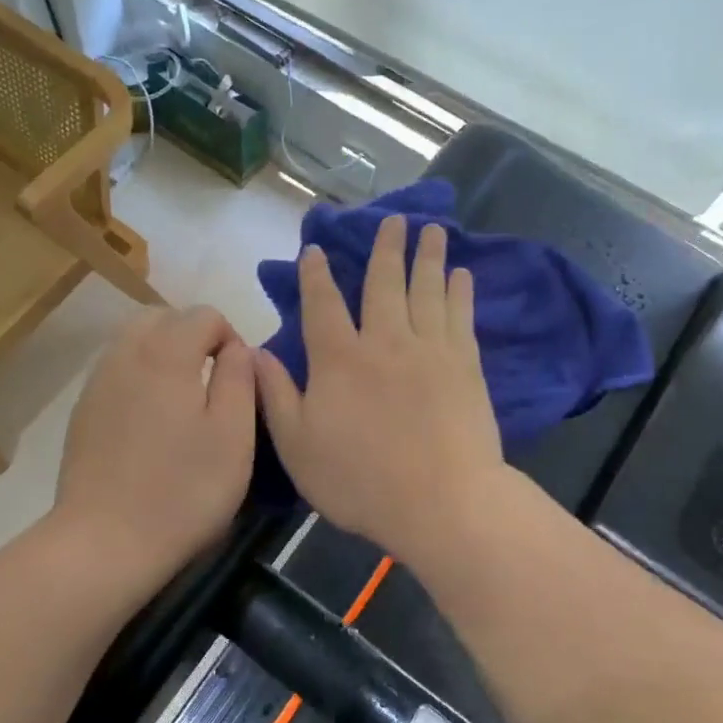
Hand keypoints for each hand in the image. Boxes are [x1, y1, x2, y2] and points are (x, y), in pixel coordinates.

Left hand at [54, 306, 256, 586]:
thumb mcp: (234, 435)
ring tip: (183, 399)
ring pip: (134, 340)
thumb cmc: (183, 490)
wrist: (105, 541)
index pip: (204, 314)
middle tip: (212, 382)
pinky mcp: (83, 411)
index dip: (230, 338)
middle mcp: (125, 354)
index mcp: (166, 354)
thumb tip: (237, 348)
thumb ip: (240, 378)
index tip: (238, 381)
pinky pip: (116, 369)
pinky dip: (139, 375)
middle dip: (193, 336)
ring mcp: (97, 382)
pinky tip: (151, 421)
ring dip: (164, 353)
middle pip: (163, 317)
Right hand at [255, 216, 506, 568]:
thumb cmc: (362, 481)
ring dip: (427, 257)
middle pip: (384, 283)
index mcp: (339, 360)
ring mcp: (430, 349)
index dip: (317, 274)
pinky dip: (460, 291)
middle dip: (385, 247)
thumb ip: (276, 396)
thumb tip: (256, 351)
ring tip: (431, 229)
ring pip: (427, 290)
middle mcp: (384, 341)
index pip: (323, 304)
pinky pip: (461, 316)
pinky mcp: (466, 365)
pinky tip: (462, 275)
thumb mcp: (299, 447)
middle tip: (394, 218)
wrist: (442, 503)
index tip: (317, 249)